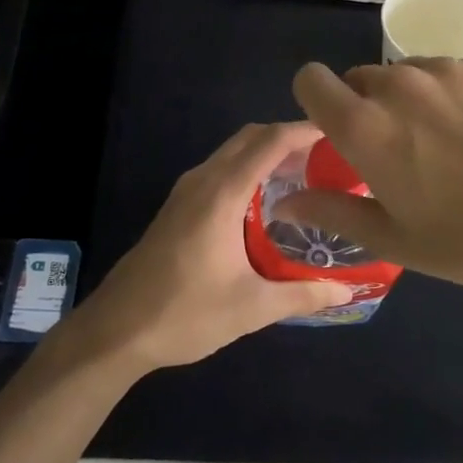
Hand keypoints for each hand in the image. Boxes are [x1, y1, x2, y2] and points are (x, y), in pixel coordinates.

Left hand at [65, 121, 354, 373]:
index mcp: (222, 193)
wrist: (115, 332)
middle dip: (288, 138)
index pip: (270, 142)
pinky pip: (220, 170)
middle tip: (327, 157)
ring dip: (266, 153)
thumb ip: (303, 294)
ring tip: (304, 175)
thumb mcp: (251, 308)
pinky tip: (266, 201)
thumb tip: (347, 292)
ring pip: (232, 153)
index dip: (303, 130)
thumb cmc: (185, 314)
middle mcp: (202, 181)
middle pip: (250, 138)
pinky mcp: (176, 207)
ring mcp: (185, 192)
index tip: (337, 131)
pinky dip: (247, 169)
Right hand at [277, 57, 462, 316]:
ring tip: (446, 138)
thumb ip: (331, 210)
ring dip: (411, 96)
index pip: (311, 80)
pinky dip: (455, 91)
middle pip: (362, 76)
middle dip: (368, 105)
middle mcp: (401, 85)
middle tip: (400, 147)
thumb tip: (283, 202)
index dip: (316, 99)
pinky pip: (453, 69)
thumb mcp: (391, 238)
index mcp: (366, 126)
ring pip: (408, 71)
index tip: (335, 126)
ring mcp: (450, 70)